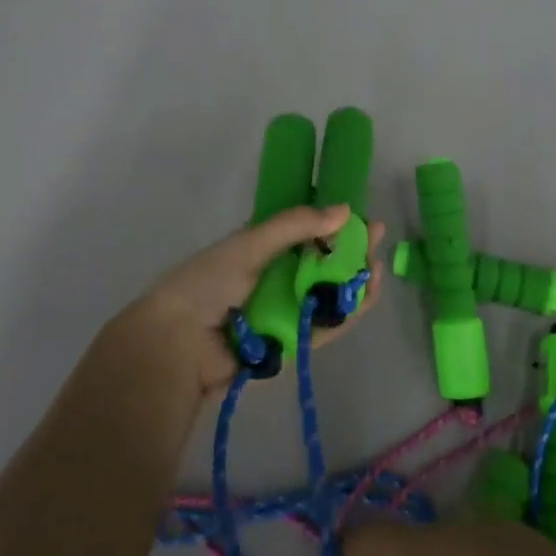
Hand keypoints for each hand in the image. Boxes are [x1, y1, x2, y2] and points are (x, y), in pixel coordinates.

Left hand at [114, 205, 385, 398]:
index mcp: (262, 249)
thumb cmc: (209, 282)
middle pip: (323, 263)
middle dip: (351, 252)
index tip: (360, 216)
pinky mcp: (292, 345)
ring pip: (329, 295)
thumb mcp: (251, 243)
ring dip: (355, 281)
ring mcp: (285, 312)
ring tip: (378, 267)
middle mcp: (276, 278)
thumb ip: (296, 226)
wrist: (178, 344)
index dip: (334, 224)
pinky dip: (347, 314)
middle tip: (377, 240)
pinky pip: (325, 328)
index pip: (306, 232)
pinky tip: (367, 295)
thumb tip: (345, 210)